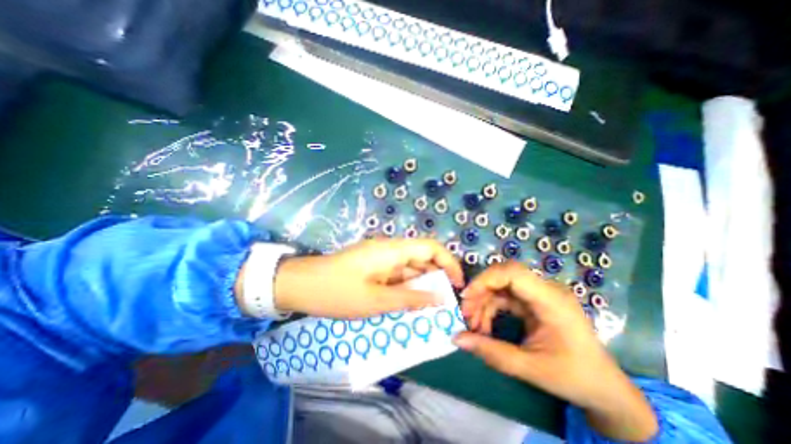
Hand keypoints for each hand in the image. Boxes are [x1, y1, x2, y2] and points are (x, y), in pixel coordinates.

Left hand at [270, 239, 464, 318]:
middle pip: (422, 258)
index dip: (449, 263)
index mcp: (392, 250)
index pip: (431, 247)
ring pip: (410, 269)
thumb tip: (439, 298)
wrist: (300, 285)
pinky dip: (406, 289)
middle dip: (436, 279)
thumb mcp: (376, 301)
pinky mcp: (373, 267)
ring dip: (421, 286)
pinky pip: (397, 275)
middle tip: (445, 305)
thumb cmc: (336, 292)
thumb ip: (410, 298)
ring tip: (429, 310)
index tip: (457, 285)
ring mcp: (380, 258)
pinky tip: (408, 305)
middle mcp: (390, 250)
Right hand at [454, 262, 659, 441]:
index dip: (485, 279)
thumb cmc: (574, 378)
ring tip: (474, 326)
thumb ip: (492, 353)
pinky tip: (485, 327)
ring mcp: (540, 295)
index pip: (512, 272)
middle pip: (503, 277)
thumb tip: (457, 339)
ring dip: (484, 303)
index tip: (466, 297)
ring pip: (501, 287)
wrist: (605, 389)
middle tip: (466, 315)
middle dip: (480, 293)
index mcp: (551, 300)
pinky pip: (506, 298)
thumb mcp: (530, 368)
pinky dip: (492, 309)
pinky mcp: (535, 303)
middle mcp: (545, 290)